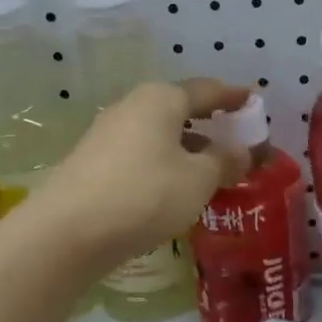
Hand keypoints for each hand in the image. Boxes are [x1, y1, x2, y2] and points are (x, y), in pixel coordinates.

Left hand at [34, 78, 250, 266]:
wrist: (68, 231)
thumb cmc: (145, 194)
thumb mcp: (198, 179)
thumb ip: (225, 161)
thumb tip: (242, 151)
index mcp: (160, 99)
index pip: (207, 90)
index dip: (234, 97)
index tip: (254, 101)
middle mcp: (132, 107)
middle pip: (180, 110)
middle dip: (210, 125)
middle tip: (235, 141)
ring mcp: (108, 135)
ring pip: (159, 135)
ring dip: (187, 149)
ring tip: (211, 171)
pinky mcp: (94, 163)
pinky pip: (141, 155)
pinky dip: (165, 164)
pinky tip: (174, 189)